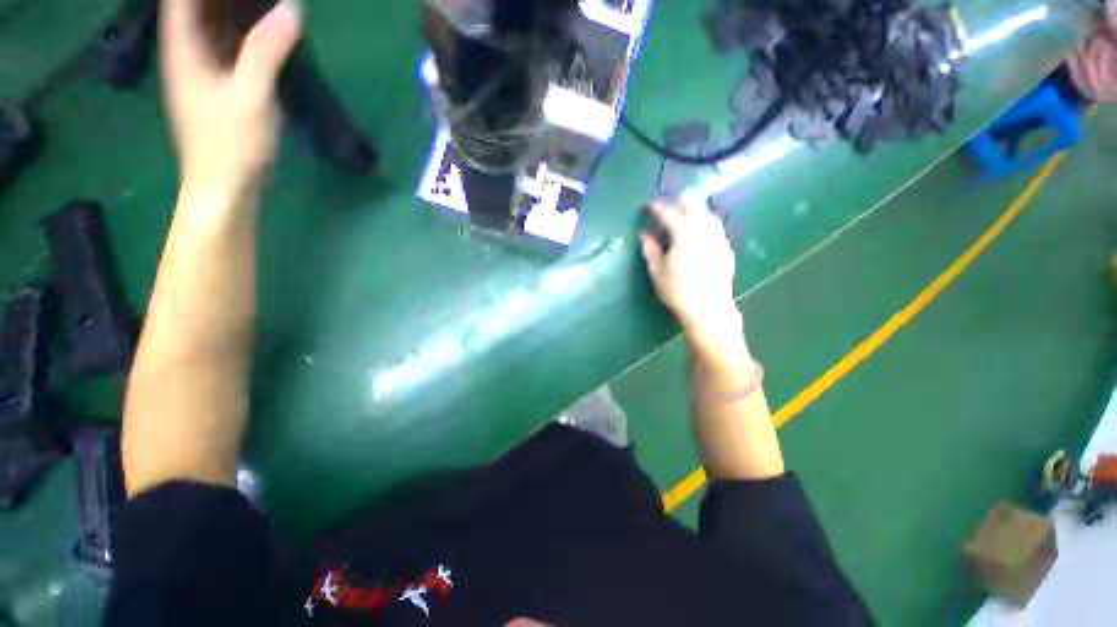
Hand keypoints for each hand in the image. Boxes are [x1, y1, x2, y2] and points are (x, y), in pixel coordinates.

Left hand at [160, 0, 301, 195]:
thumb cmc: (231, 145)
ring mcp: (202, 71)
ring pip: (210, 25)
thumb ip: (266, 52)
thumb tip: (292, 9)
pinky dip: (239, 32)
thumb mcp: (251, 96)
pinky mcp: (219, 86)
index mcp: (184, 50)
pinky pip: (225, 47)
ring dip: (229, 8)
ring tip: (257, 2)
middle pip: (195, 8)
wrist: (226, 187)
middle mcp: (188, 54)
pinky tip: (259, 27)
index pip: (181, 1)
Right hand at [640, 199, 739, 335]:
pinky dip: (703, 225)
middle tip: (666, 209)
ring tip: (682, 219)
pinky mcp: (726, 248)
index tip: (647, 206)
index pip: (668, 212)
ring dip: (693, 212)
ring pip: (707, 214)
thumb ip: (650, 250)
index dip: (656, 207)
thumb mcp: (657, 271)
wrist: (708, 309)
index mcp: (684, 234)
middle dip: (678, 202)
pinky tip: (698, 236)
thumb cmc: (677, 291)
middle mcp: (704, 230)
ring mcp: (718, 238)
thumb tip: (644, 235)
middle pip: (692, 205)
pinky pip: (714, 228)